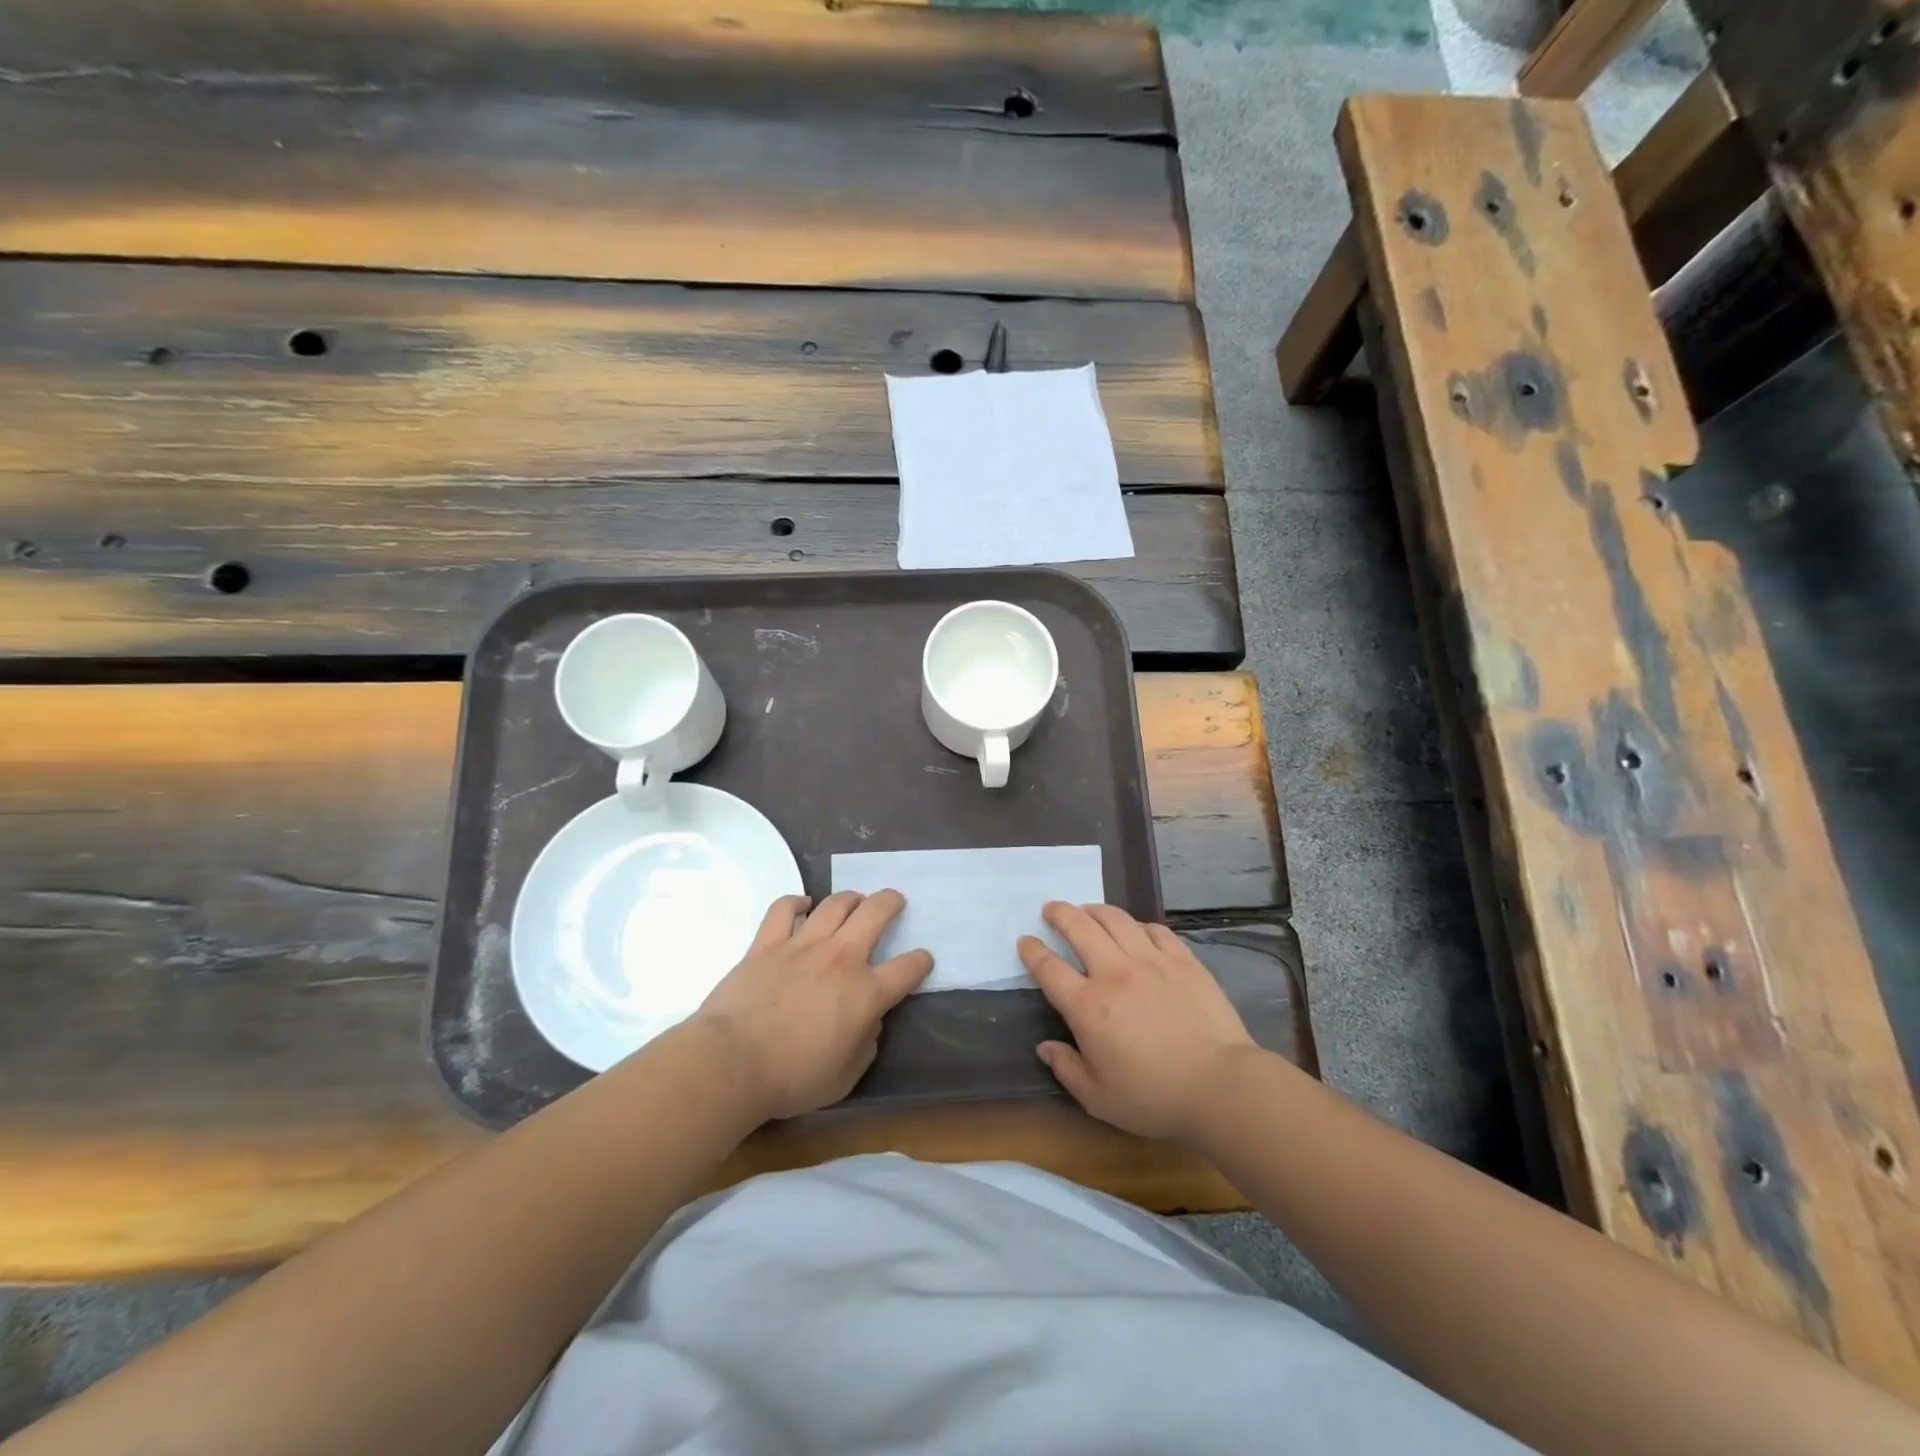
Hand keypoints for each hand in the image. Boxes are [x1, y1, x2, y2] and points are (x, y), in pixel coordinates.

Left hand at [693, 890, 932, 1119]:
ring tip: (855, 900)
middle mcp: (841, 958)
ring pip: (835, 903)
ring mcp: (803, 945)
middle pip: (876, 913)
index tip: (922, 960)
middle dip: (891, 902)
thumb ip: (865, 1045)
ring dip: (851, 898)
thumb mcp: (845, 1077)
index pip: (908, 968)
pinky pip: (784, 909)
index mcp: (866, 993)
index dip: (920, 962)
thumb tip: (868, 1023)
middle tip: (894, 902)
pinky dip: (797, 902)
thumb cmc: (793, 1078)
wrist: (733, 1062)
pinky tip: (803, 905)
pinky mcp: (767, 943)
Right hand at [1020, 902, 1255, 1141]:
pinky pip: (1154, 930)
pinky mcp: (1182, 960)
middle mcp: (1114, 973)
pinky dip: (1137, 925)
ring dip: (1095, 910)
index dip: (1032, 951)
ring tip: (1087, 910)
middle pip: (1079, 927)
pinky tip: (1135, 930)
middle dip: (1059, 913)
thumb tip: (1045, 1047)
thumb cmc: (1154, 1097)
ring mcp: (1151, 961)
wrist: (1220, 1085)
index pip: (1049, 968)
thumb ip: (1067, 1069)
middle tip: (1051, 908)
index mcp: (1087, 1006)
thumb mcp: (1099, 1098)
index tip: (1025, 941)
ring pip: (1116, 919)